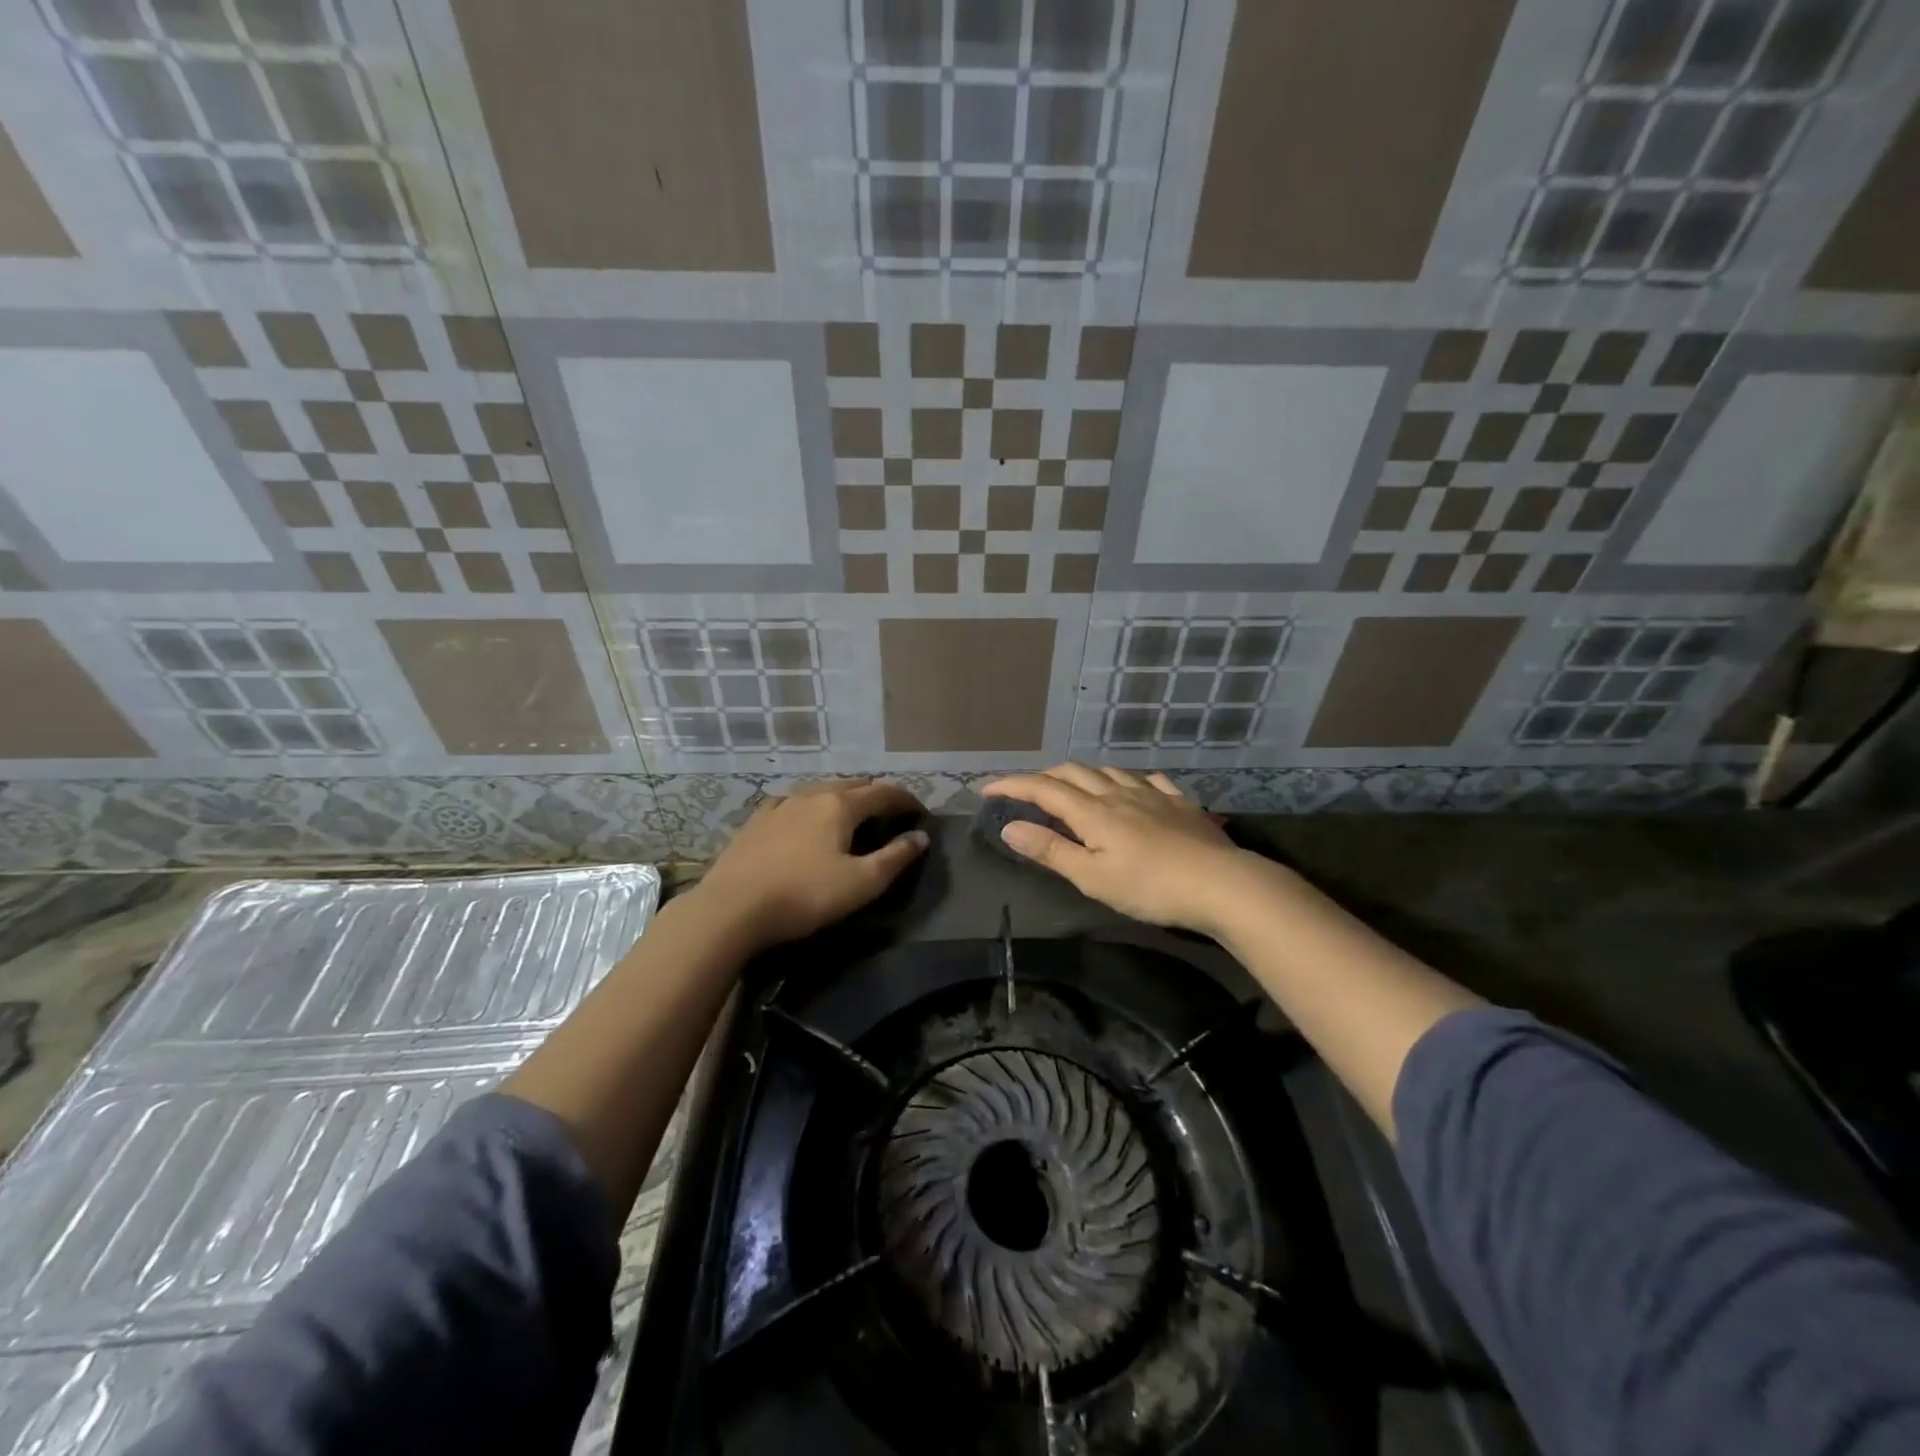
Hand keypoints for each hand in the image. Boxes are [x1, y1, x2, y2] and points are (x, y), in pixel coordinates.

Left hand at [693, 779, 927, 950]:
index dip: (906, 800)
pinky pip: (792, 802)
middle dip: (876, 795)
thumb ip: (895, 858)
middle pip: (852, 785)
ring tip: (852, 813)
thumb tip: (920, 837)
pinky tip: (803, 816)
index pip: (883, 793)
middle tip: (890, 813)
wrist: (732, 908)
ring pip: (820, 790)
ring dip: (843, 797)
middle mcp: (811, 795)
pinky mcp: (756, 822)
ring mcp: (780, 805)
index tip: (920, 812)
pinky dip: (810, 805)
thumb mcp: (861, 883)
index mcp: (840, 805)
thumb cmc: (805, 895)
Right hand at [982, 765, 1257, 933]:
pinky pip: (1148, 780)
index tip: (987, 789)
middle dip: (1044, 776)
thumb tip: (1010, 827)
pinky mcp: (1180, 803)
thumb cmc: (1150, 888)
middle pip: (1074, 772)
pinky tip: (1134, 788)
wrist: (1222, 884)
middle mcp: (1118, 793)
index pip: (1043, 789)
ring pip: (1110, 771)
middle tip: (1027, 791)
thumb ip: (1051, 850)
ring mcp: (1153, 794)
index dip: (1013, 786)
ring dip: (1084, 774)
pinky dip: (1128, 780)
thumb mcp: (1092, 877)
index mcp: (1093, 812)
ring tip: (1075, 787)